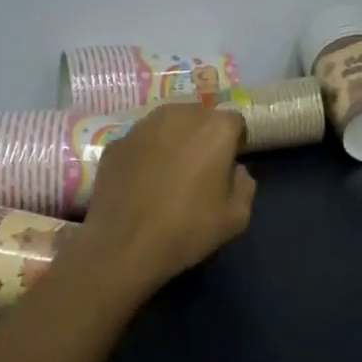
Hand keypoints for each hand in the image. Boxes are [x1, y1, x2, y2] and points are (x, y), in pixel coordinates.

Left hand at [71, 104, 255, 300]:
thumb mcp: (237, 217)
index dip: (234, 143)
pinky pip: (141, 142)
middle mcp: (179, 115)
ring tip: (169, 174)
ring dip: (173, 141)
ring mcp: (142, 126)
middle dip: (203, 137)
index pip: (234, 122)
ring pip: (168, 125)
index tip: (228, 167)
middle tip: (200, 170)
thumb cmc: (187, 229)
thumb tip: (234, 170)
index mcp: (215, 128)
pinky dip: (146, 154)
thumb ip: (245, 184)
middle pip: (199, 117)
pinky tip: (142, 183)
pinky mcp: (116, 142)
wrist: (124, 245)